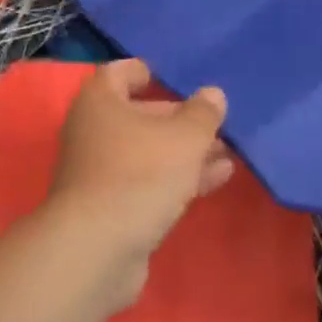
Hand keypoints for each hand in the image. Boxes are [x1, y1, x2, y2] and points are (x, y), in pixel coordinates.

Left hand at [48, 59, 233, 303]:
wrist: (97, 250)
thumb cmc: (140, 174)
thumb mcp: (184, 138)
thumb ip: (203, 114)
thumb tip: (212, 94)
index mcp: (100, 101)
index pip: (119, 73)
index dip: (144, 71)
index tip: (173, 76)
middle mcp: (94, 131)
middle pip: (139, 115)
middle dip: (179, 118)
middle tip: (216, 122)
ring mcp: (99, 172)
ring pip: (148, 152)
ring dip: (185, 151)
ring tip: (228, 152)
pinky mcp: (110, 208)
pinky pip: (148, 182)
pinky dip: (178, 177)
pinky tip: (217, 178)